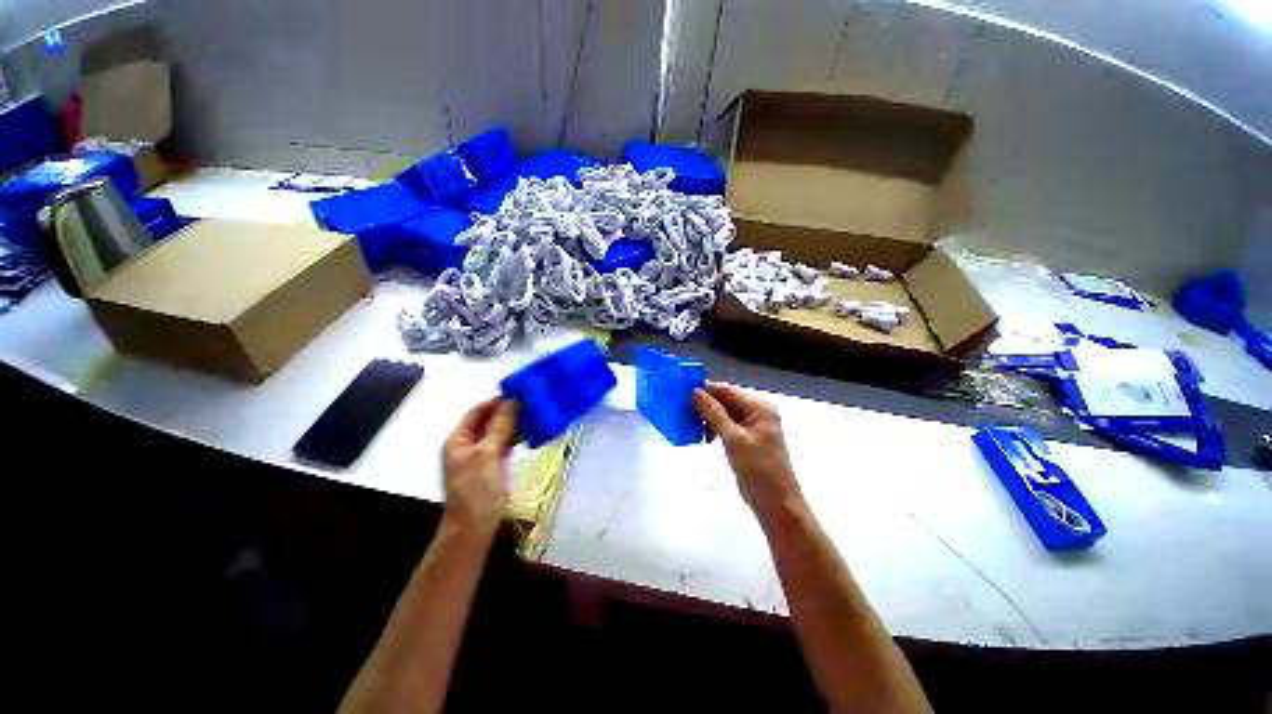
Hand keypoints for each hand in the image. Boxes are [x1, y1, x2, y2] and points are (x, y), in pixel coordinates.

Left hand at [441, 397, 518, 538]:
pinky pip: (503, 445)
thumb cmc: (476, 489)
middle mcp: (467, 445)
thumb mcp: (487, 454)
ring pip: (497, 433)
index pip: (477, 411)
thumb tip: (512, 401)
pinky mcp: (491, 466)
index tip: (518, 392)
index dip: (495, 401)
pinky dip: (514, 438)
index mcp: (459, 439)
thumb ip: (500, 426)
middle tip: (530, 403)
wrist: (473, 528)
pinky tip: (529, 434)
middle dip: (507, 412)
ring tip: (533, 416)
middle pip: (487, 421)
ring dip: (512, 424)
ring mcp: (480, 456)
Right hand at [693, 382, 802, 522]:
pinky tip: (704, 437)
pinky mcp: (746, 439)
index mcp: (759, 408)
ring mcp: (752, 426)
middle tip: (681, 410)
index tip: (681, 392)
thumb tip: (695, 392)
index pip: (727, 391)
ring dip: (707, 418)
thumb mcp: (733, 439)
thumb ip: (713, 413)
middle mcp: (757, 412)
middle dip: (704, 405)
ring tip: (691, 426)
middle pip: (725, 401)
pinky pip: (726, 426)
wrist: (776, 505)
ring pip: (724, 414)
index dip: (705, 389)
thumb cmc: (758, 470)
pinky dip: (714, 429)